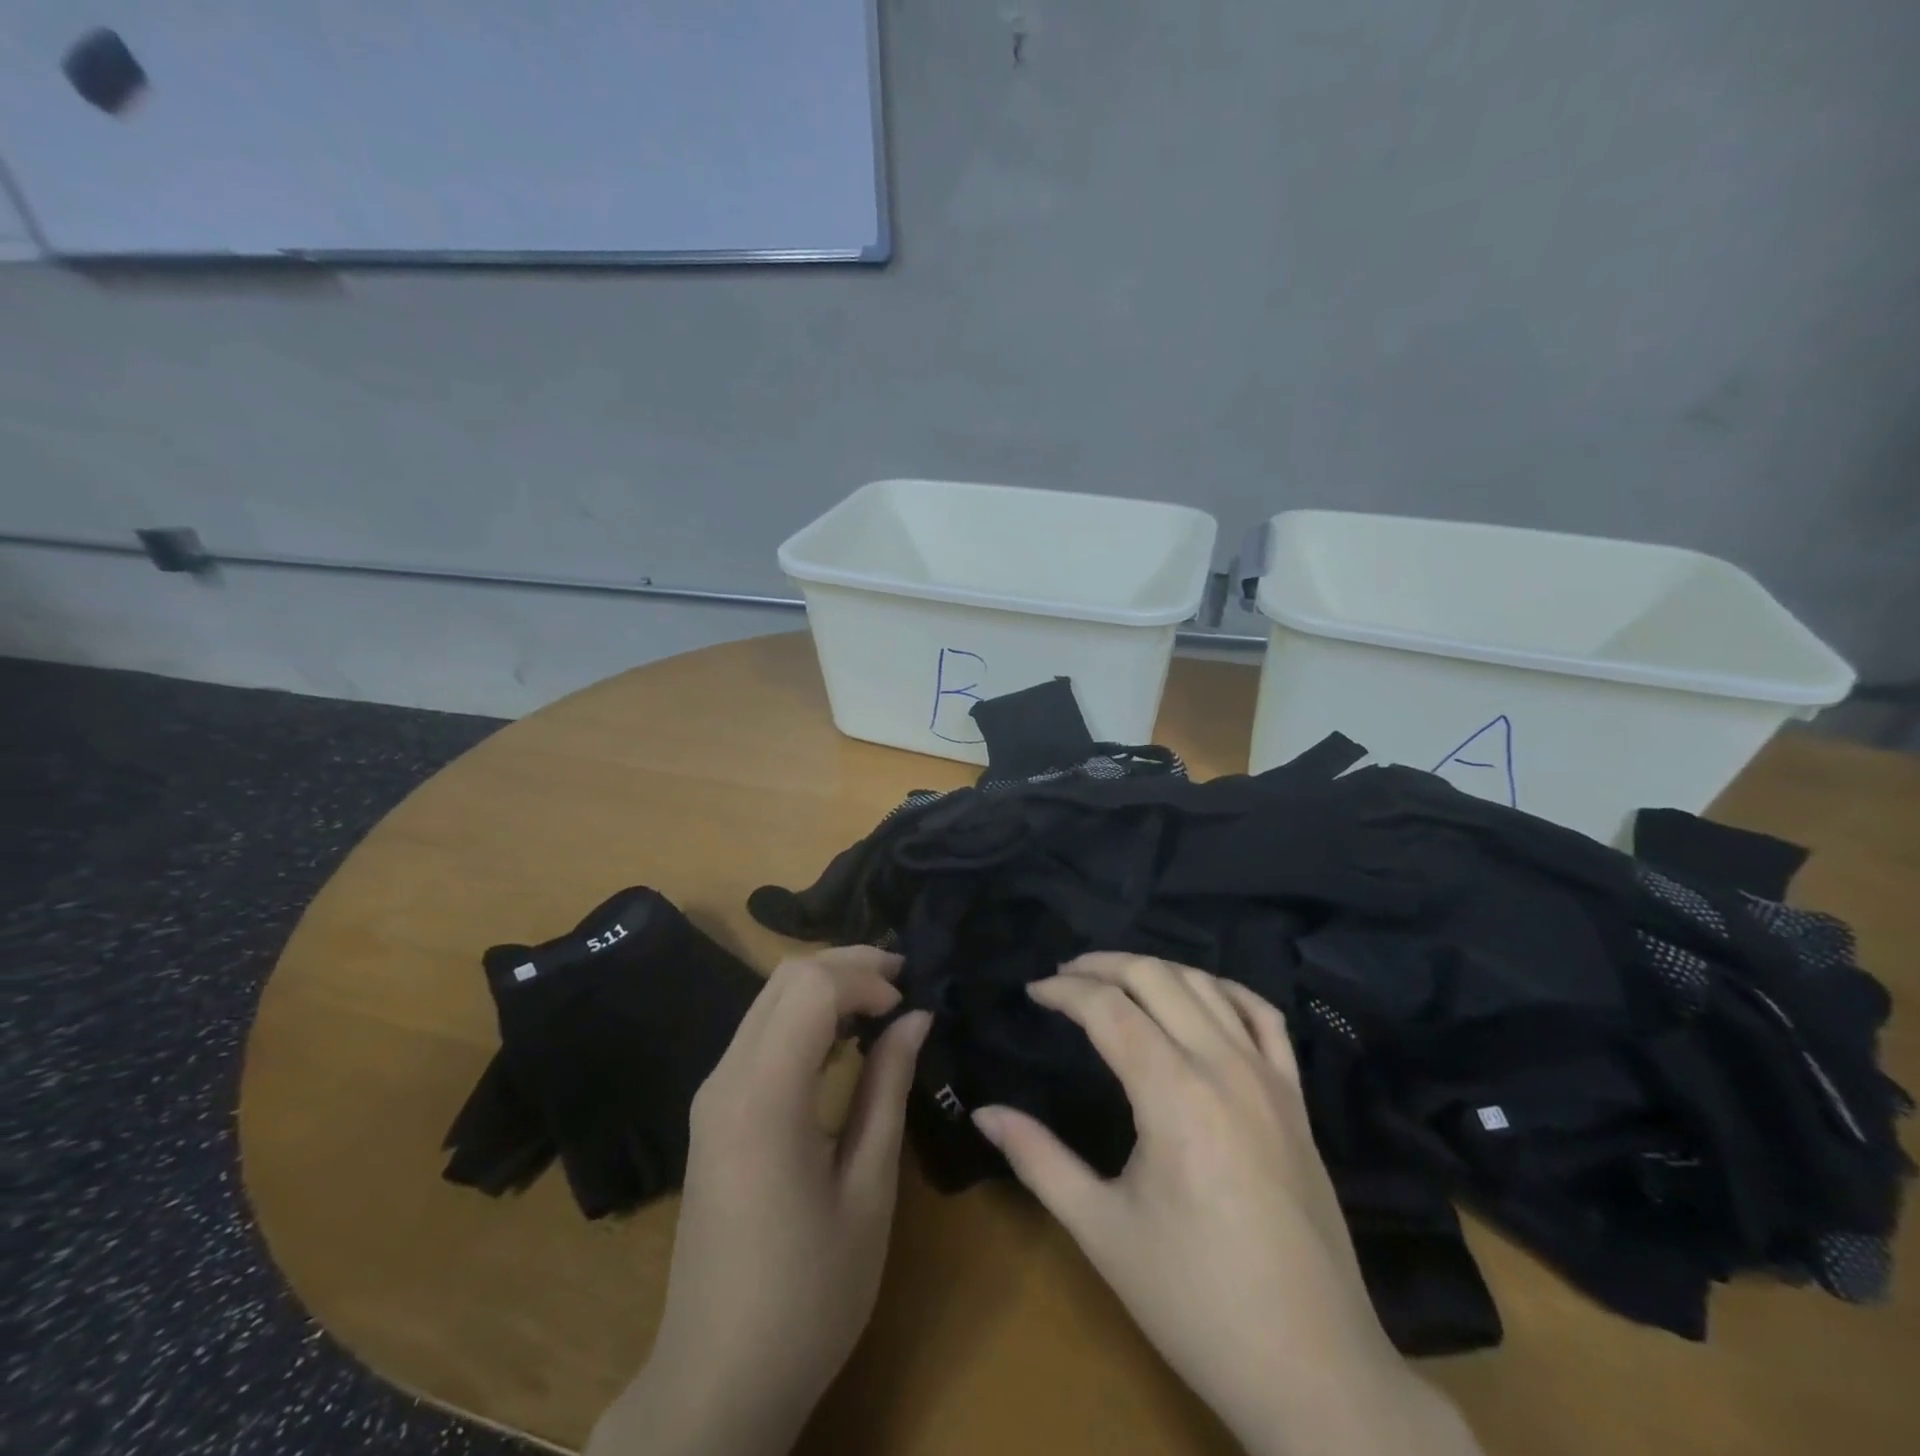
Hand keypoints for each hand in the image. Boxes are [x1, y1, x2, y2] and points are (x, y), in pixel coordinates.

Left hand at [588, 947, 930, 1455]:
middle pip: (785, 978)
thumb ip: (887, 1088)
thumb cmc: (808, 1295)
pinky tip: (842, 1038)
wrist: (717, 1380)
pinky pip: (760, 1032)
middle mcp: (726, 1078)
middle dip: (847, 965)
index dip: (865, 979)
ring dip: (826, 985)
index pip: (810, 987)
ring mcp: (713, 1093)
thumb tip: (915, 1018)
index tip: (908, 1007)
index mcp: (763, 1097)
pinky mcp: (714, 1110)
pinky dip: (805, 1015)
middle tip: (903, 981)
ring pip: (769, 998)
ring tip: (882, 1001)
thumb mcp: (868, 1190)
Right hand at [972, 954, 1479, 1455]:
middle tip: (1064, 975)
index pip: (1109, 1008)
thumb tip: (983, 1111)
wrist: (1315, 1372)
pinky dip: (1225, 990)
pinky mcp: (1297, 1099)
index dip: (1064, 991)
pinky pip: (1264, 1017)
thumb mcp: (1102, 1232)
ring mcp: (1269, 1078)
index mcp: (1174, 1094)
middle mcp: (1223, 1066)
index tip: (1032, 991)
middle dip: (1103, 965)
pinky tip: (1201, 995)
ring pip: (1207, 985)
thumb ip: (1038, 1160)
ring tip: (1116, 979)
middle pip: (1157, 978)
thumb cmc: (1196, 1302)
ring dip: (1156, 969)